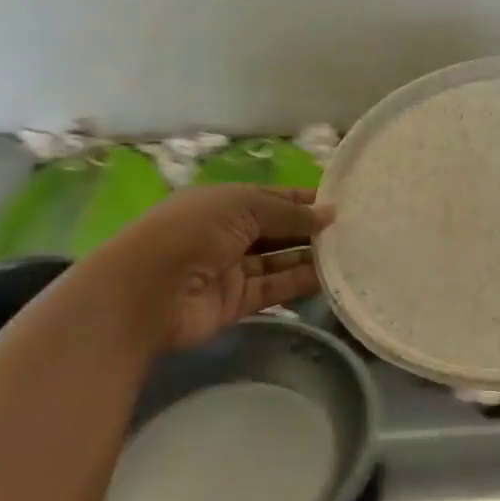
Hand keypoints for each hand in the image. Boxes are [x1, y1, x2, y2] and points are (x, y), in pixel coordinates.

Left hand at [87, 185, 333, 350]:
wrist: (145, 293)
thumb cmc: (192, 231)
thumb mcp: (243, 206)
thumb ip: (289, 213)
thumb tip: (330, 214)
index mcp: (224, 202)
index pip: (272, 197)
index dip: (304, 200)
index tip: (340, 203)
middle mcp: (228, 233)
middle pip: (278, 229)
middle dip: (310, 228)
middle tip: (354, 229)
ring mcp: (231, 269)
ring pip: (279, 260)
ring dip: (309, 256)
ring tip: (350, 252)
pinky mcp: (236, 303)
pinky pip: (274, 288)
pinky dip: (299, 282)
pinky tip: (330, 277)